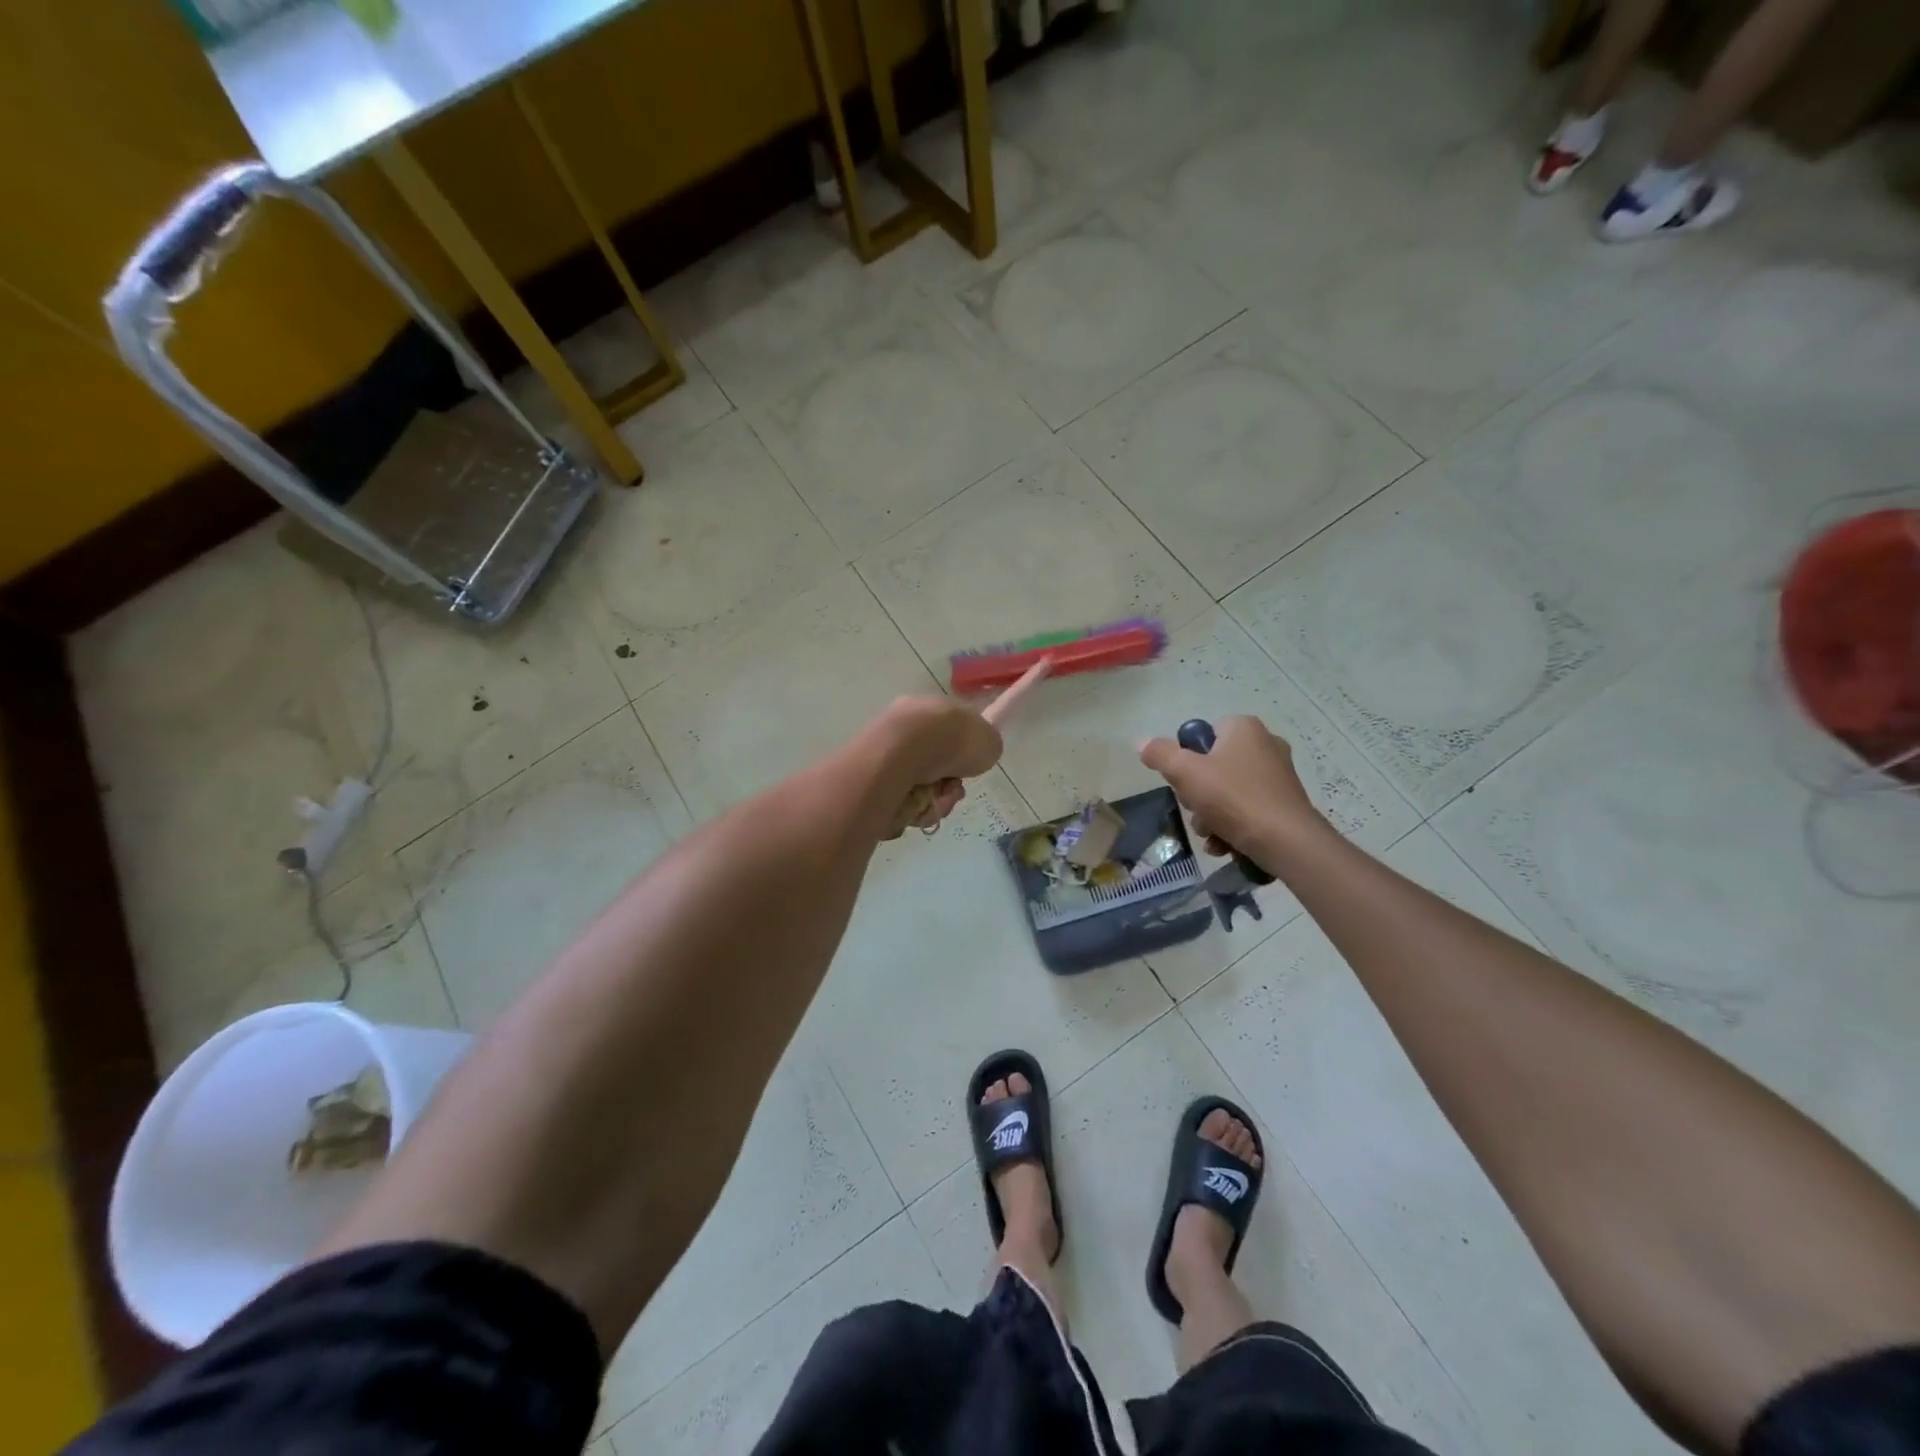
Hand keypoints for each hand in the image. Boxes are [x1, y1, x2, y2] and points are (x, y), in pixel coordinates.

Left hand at [875, 697, 1003, 837]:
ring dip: (934, 800)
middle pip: (935, 767)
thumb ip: (986, 746)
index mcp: (928, 708)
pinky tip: (916, 807)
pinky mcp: (869, 783)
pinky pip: (900, 803)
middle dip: (947, 785)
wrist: (898, 757)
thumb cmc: (947, 741)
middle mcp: (902, 728)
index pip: (949, 733)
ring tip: (935, 801)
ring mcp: (883, 756)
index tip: (968, 769)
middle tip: (952, 791)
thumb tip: (977, 754)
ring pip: (920, 788)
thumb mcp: (987, 740)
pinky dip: (913, 810)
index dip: (963, 756)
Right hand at [1138, 716, 1324, 860]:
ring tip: (1211, 835)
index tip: (1183, 783)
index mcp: (1243, 728)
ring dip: (1211, 816)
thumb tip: (1141, 742)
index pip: (1202, 735)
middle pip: (1212, 767)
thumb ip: (1160, 754)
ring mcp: (1278, 775)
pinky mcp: (1284, 803)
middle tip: (1197, 811)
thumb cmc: (1233, 797)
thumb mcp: (1185, 773)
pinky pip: (1247, 809)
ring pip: (1227, 792)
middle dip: (1197, 796)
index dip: (1186, 760)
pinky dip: (1232, 826)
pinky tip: (1225, 845)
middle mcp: (1265, 744)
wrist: (1286, 841)